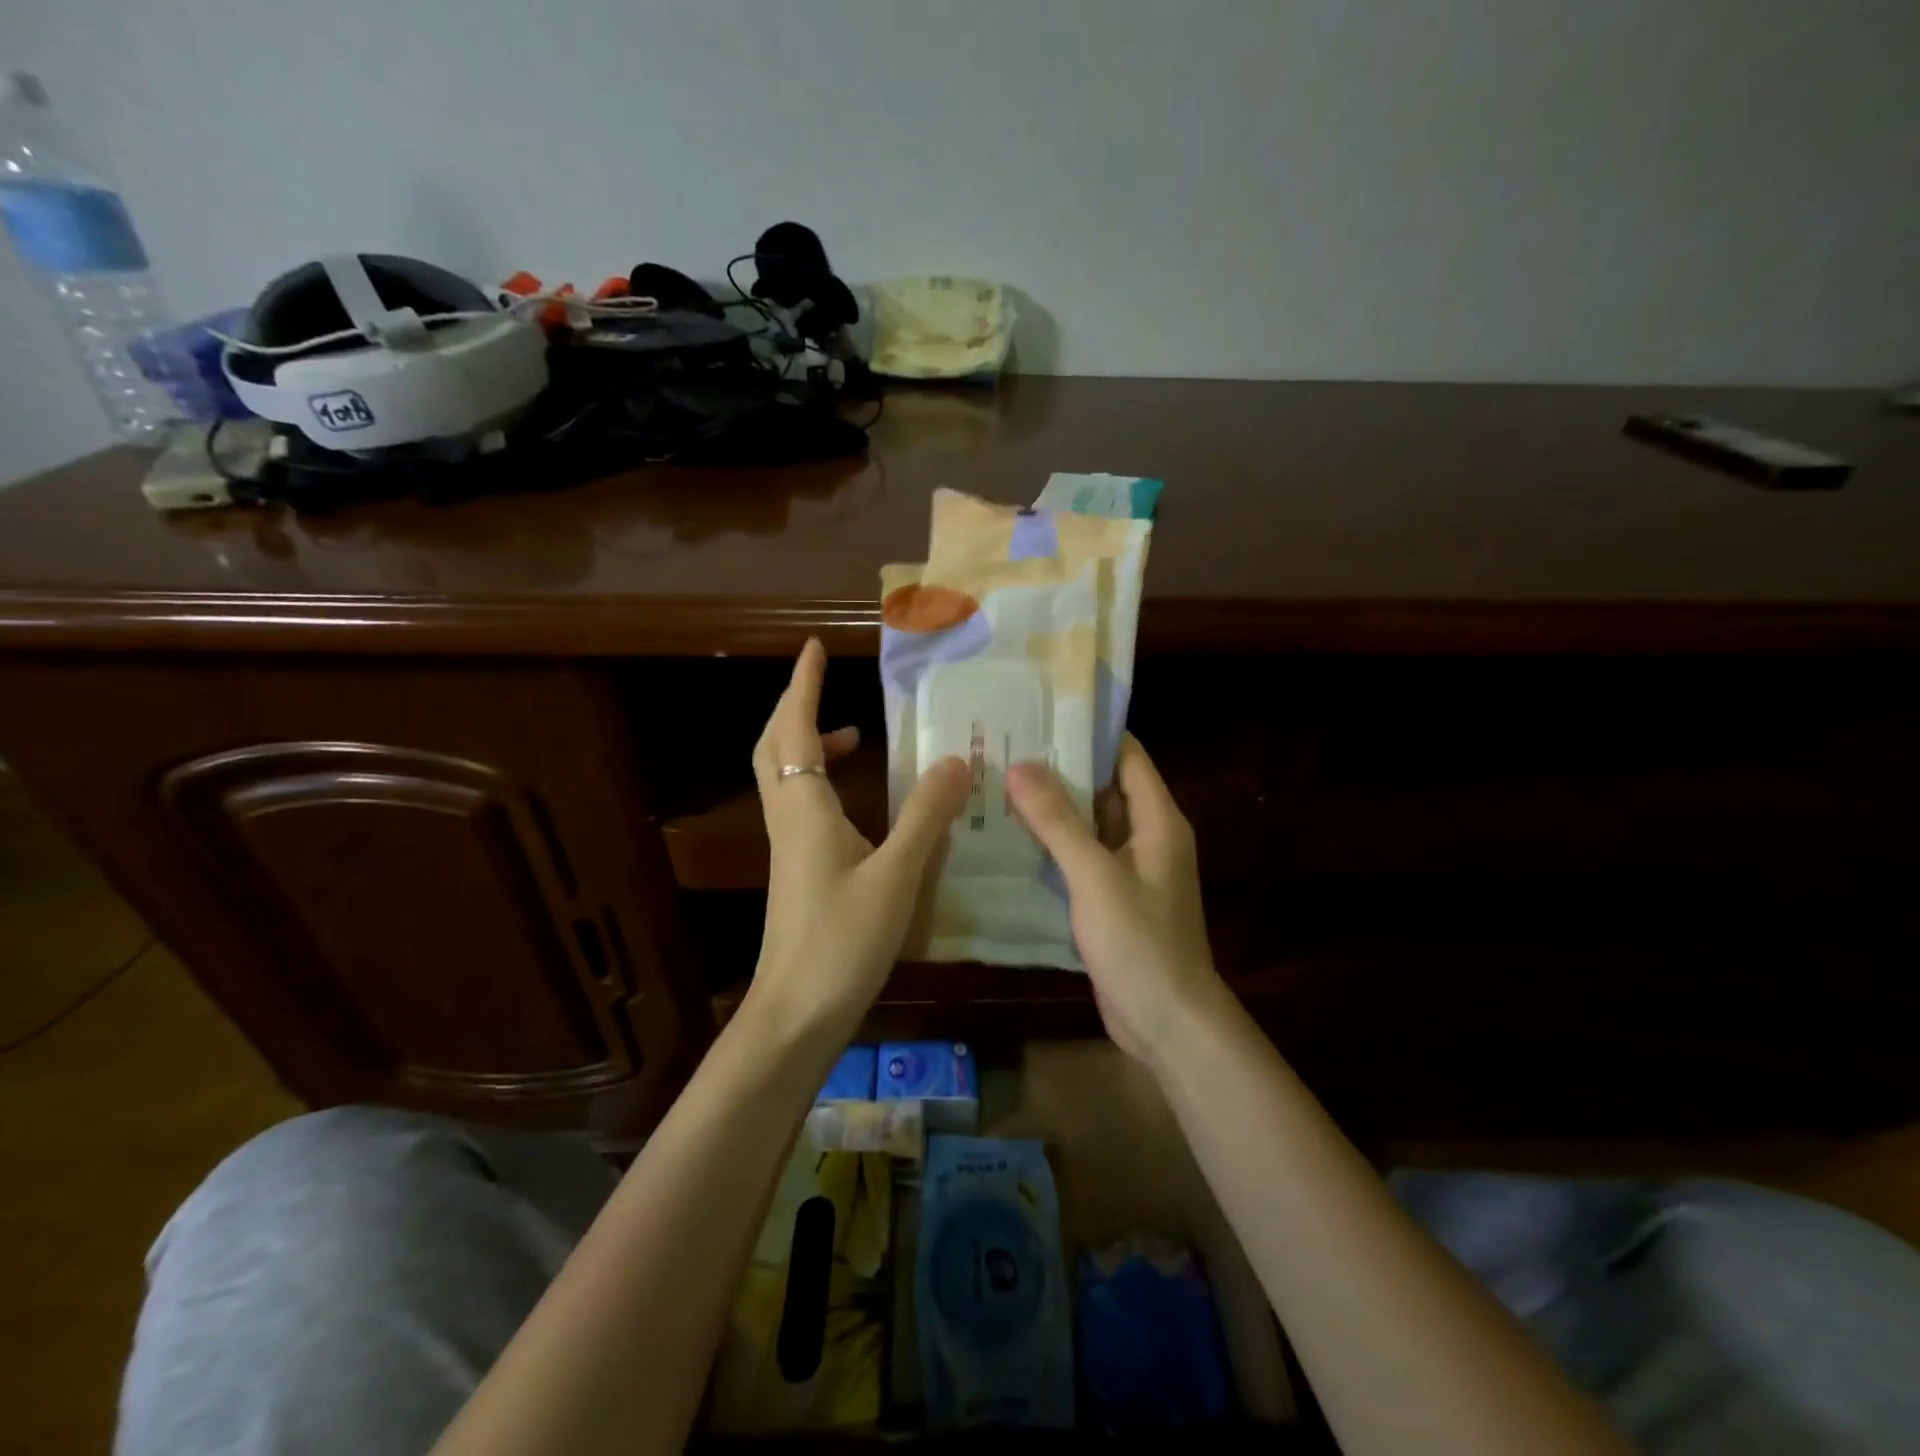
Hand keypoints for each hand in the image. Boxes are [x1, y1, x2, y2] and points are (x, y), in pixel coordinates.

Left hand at [750, 639, 968, 1034]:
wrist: (796, 1012)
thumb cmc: (843, 940)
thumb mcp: (896, 875)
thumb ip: (926, 816)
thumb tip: (957, 760)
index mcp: (804, 808)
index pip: (797, 729)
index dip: (804, 686)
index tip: (814, 648)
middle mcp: (788, 818)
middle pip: (775, 747)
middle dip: (797, 708)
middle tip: (828, 685)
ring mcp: (789, 846)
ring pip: (785, 777)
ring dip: (810, 746)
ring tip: (857, 739)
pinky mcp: (797, 870)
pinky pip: (802, 805)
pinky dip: (823, 783)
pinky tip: (860, 805)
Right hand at [1007, 735, 1227, 1063]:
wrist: (1169, 1022)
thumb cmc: (1140, 942)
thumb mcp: (1095, 876)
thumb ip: (1058, 821)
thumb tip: (1020, 765)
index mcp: (1158, 820)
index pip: (1126, 756)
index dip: (1088, 733)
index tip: (1041, 716)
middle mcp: (1148, 837)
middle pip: (1105, 788)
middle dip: (1060, 770)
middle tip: (1006, 749)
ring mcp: (1131, 870)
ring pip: (1090, 825)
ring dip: (1053, 809)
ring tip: (999, 785)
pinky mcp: (1113, 899)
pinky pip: (1082, 859)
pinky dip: (1054, 846)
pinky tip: (1012, 839)